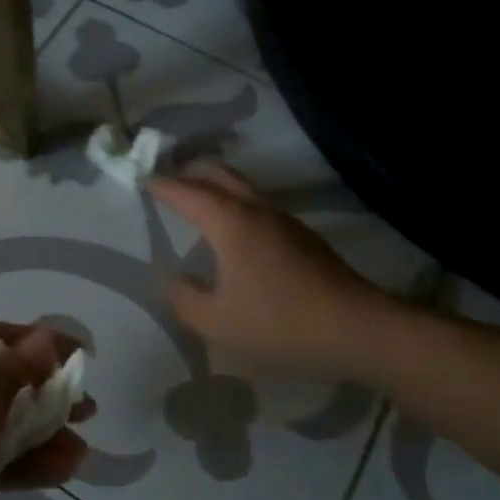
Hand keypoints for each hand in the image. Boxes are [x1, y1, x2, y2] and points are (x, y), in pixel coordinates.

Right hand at [150, 163, 403, 377]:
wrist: (356, 328)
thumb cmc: (278, 323)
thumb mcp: (216, 322)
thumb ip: (183, 298)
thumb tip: (168, 279)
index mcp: (229, 222)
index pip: (187, 192)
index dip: (162, 185)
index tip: (143, 180)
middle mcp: (256, 209)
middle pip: (218, 174)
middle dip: (190, 171)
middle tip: (168, 177)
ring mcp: (284, 219)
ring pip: (242, 187)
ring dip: (216, 185)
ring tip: (196, 198)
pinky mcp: (302, 235)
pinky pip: (258, 204)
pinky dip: (235, 203)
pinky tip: (234, 230)